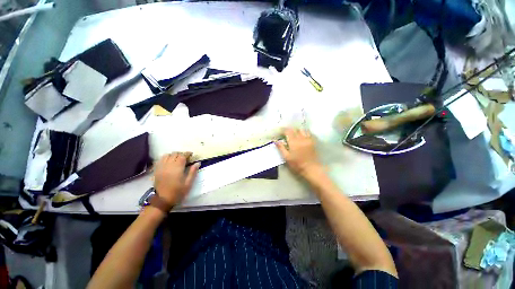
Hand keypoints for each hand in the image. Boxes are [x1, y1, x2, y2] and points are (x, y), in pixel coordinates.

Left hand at [153, 152, 199, 205]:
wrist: (163, 200)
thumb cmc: (178, 192)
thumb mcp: (188, 183)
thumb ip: (193, 171)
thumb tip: (198, 163)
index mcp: (177, 168)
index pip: (182, 156)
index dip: (187, 154)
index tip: (191, 155)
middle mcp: (168, 165)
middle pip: (175, 154)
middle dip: (181, 154)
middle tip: (186, 158)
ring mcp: (161, 167)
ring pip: (167, 155)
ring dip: (173, 155)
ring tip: (177, 159)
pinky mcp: (156, 170)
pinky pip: (160, 159)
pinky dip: (166, 158)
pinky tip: (169, 162)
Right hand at [275, 128, 322, 178]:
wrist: (311, 168)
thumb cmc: (297, 164)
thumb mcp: (286, 157)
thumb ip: (281, 148)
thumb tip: (276, 141)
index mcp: (294, 142)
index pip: (288, 131)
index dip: (283, 130)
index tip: (280, 132)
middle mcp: (301, 138)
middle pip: (295, 129)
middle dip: (290, 130)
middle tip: (286, 133)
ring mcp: (308, 139)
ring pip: (302, 130)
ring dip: (297, 130)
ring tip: (294, 134)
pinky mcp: (313, 142)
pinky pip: (308, 133)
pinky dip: (304, 132)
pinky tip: (302, 136)